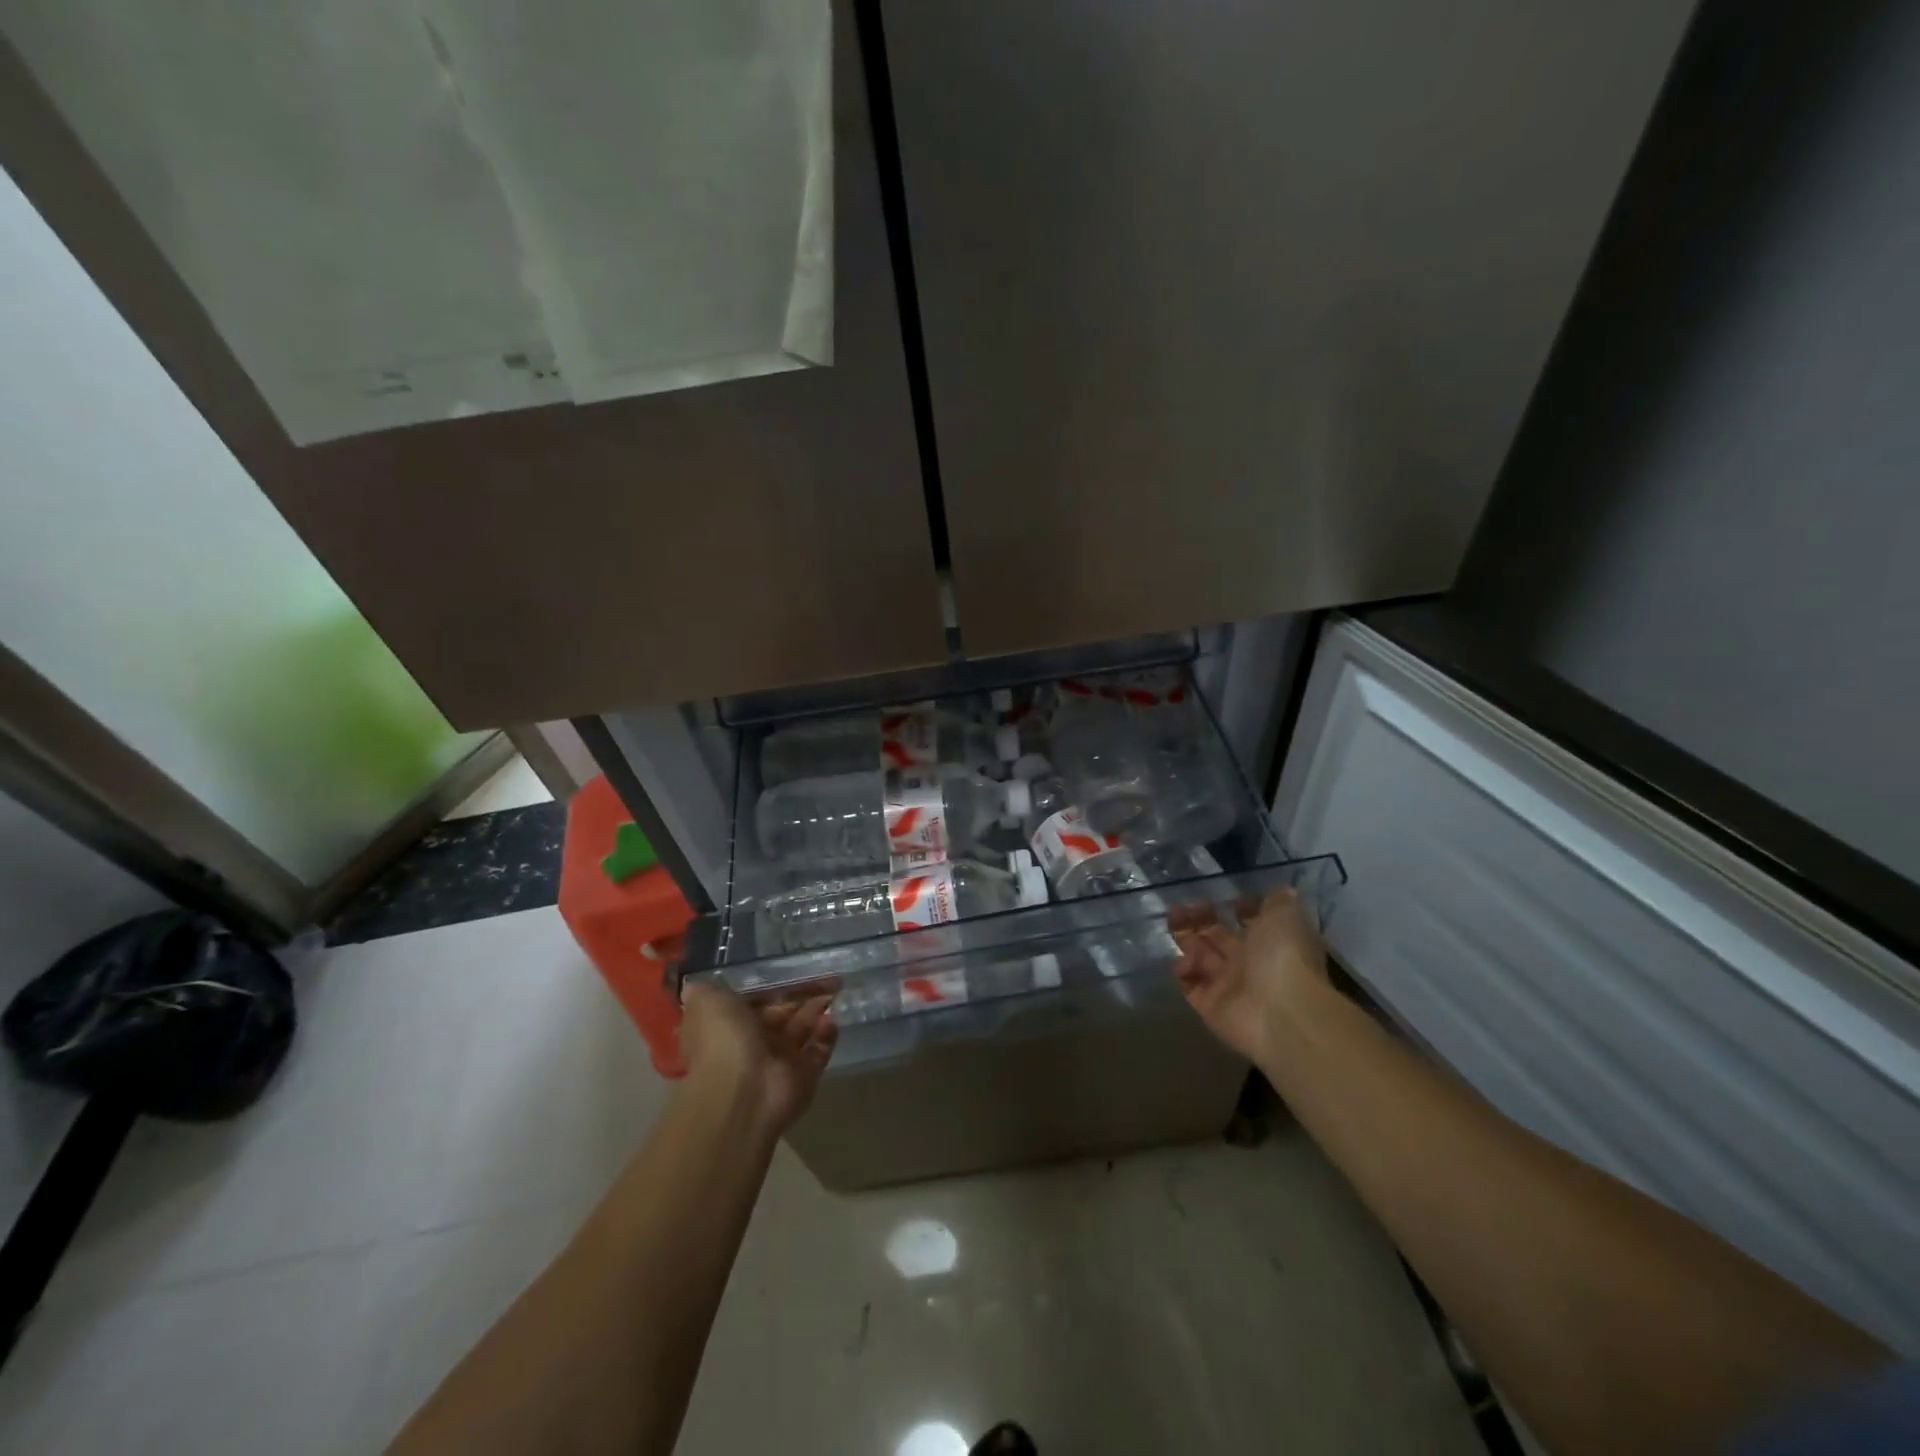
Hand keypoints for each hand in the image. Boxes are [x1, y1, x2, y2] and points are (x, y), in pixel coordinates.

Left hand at [678, 981, 838, 1135]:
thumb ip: (704, 990)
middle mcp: (752, 1045)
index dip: (769, 987)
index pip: (751, 1002)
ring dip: (816, 1010)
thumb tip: (694, 984)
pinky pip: (819, 1051)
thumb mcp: (704, 1002)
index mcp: (727, 1027)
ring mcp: (779, 1062)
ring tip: (835, 988)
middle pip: (781, 1014)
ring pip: (802, 1030)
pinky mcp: (803, 1076)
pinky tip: (831, 1019)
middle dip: (800, 996)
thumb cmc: (722, 1039)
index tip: (788, 967)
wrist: (743, 1091)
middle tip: (824, 975)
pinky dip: (827, 1035)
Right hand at [1168, 888, 1329, 1061]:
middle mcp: (1250, 964)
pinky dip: (1183, 970)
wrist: (1282, 1013)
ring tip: (1174, 917)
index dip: (1242, 910)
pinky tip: (1186, 960)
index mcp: (1272, 942)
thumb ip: (1278, 902)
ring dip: (1185, 936)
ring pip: (1200, 956)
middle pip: (1219, 937)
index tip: (1230, 898)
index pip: (1253, 923)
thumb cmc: (1284, 956)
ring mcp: (1229, 986)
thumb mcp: (1287, 916)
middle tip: (1185, 905)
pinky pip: (1190, 984)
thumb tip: (1278, 893)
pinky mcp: (1209, 1006)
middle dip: (1201, 918)